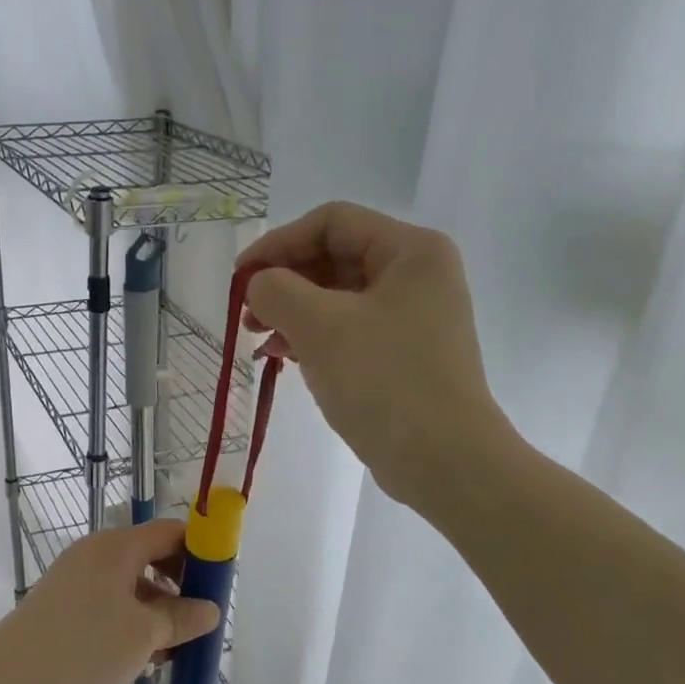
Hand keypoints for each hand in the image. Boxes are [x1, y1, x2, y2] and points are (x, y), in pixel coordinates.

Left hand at [0, 519, 219, 683]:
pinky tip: (145, 659)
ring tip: (176, 651)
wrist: (6, 681)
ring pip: (133, 587)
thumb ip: (181, 618)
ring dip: (158, 613)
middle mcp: (96, 554)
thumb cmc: (81, 648)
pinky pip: (111, 605)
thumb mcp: (143, 635)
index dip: (201, 552)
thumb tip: (209, 609)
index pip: (171, 532)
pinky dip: (133, 624)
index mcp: (117, 547)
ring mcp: (77, 580)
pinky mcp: (65, 607)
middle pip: (152, 558)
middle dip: (181, 589)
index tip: (220, 586)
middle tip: (201, 623)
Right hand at [238, 201, 511, 508]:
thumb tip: (259, 285)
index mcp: (411, 251)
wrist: (443, 461)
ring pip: (337, 297)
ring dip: (292, 312)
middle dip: (284, 282)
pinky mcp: (403, 354)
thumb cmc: (384, 381)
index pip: (332, 222)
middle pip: (334, 258)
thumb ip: (277, 290)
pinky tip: (284, 356)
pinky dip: (313, 337)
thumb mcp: (320, 327)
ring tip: (259, 340)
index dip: (278, 243)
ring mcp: (413, 317)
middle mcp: (417, 275)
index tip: (240, 278)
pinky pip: (348, 330)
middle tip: (246, 314)